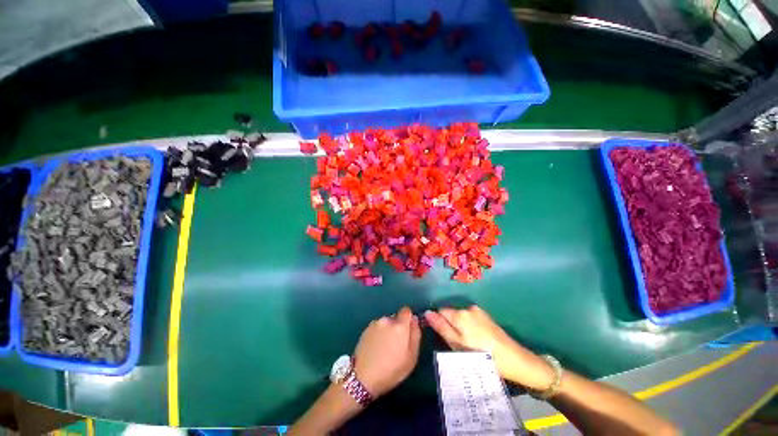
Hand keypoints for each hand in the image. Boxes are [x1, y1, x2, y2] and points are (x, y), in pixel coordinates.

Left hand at [353, 307, 420, 397]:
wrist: (363, 377)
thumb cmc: (392, 370)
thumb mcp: (412, 357)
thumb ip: (415, 335)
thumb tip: (415, 320)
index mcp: (400, 325)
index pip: (406, 311)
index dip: (408, 319)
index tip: (408, 331)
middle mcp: (387, 320)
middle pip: (396, 318)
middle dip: (398, 327)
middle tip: (396, 345)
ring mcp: (375, 323)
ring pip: (386, 323)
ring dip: (387, 331)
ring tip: (384, 348)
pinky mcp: (366, 329)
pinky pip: (377, 328)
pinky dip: (378, 334)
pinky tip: (376, 348)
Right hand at [424, 305, 553, 390]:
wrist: (514, 359)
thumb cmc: (481, 355)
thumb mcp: (457, 345)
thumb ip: (441, 327)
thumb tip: (427, 312)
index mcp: (459, 314)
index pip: (440, 311)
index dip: (439, 322)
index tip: (443, 336)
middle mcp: (468, 308)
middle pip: (451, 313)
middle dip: (450, 325)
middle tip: (458, 344)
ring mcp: (478, 311)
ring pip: (461, 316)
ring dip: (460, 326)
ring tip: (469, 343)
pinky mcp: (486, 316)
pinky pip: (470, 318)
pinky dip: (469, 326)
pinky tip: (477, 339)